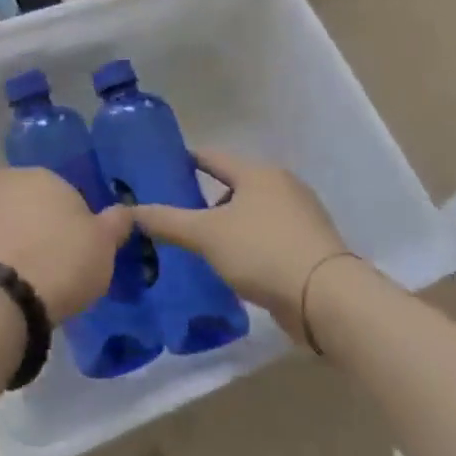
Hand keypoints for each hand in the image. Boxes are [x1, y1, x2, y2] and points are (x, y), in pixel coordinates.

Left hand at [0, 168, 134, 322]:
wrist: (3, 298)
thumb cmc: (63, 259)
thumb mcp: (105, 242)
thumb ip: (117, 221)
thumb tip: (124, 212)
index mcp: (40, 174)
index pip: (66, 189)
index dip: (77, 217)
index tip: (84, 243)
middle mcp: (5, 184)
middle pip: (35, 203)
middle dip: (46, 224)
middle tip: (64, 258)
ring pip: (13, 223)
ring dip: (25, 240)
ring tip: (41, 274)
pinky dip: (8, 257)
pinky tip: (20, 281)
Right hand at [129, 150, 349, 335]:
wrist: (325, 298)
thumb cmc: (262, 251)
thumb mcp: (205, 234)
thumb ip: (167, 221)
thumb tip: (129, 212)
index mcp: (258, 173)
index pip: (212, 157)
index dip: (185, 161)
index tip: (160, 170)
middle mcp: (283, 187)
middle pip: (233, 186)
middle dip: (204, 200)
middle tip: (173, 216)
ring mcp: (300, 217)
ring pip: (250, 213)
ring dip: (225, 225)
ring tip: (199, 246)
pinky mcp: (308, 246)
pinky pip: (266, 236)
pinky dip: (246, 244)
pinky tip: (230, 264)